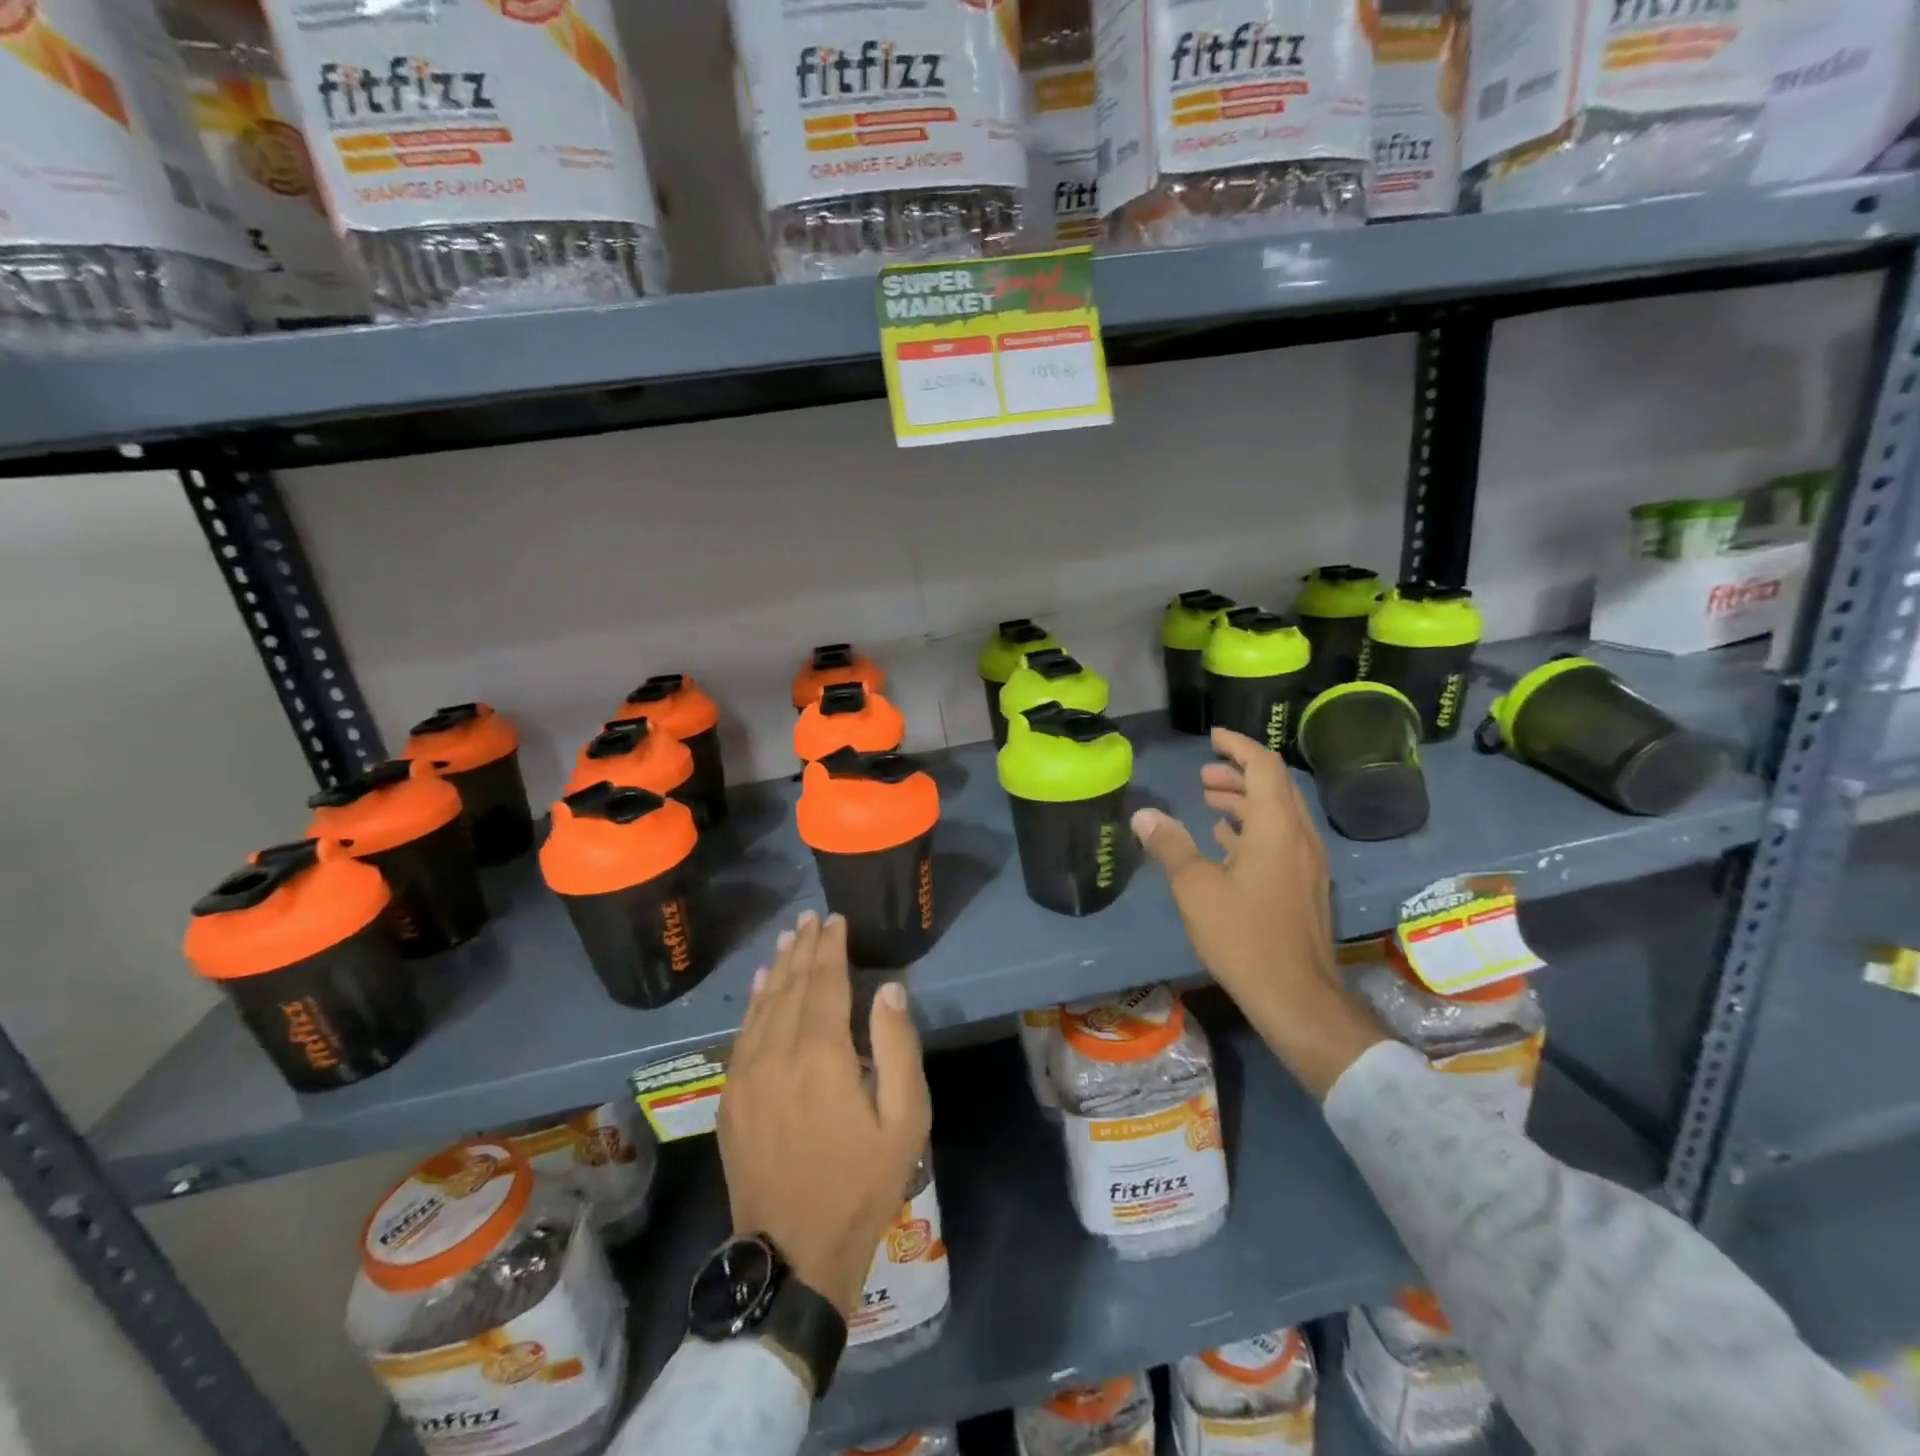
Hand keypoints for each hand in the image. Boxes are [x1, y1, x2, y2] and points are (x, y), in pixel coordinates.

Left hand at [719, 910, 931, 1317]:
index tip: (836, 920)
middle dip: (803, 948)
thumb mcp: (904, 1119)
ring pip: (761, 1005)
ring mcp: (745, 1076)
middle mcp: (777, 1054)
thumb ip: (897, 1047)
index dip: (831, 948)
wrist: (793, 1255)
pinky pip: (741, 1034)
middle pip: (790, 986)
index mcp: (822, 1056)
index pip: (825, 983)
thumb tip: (890, 989)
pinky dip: (753, 1002)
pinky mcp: (729, 1098)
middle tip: (811, 918)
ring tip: (788, 938)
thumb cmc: (861, 1184)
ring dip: (776, 967)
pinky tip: (759, 985)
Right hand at [1132, 727, 1386, 1098]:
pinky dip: (1253, 829)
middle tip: (1203, 777)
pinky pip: (1280, 840)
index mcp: (1276, 827)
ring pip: (1278, 815)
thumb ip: (1170, 845)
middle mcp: (1299, 837)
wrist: (1296, 996)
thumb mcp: (1195, 888)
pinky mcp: (1304, 886)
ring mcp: (1306, 864)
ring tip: (1209, 804)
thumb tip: (1144, 815)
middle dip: (1238, 775)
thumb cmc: (1243, 936)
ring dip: (1245, 803)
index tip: (1213, 737)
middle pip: (1274, 788)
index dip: (1238, 746)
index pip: (1263, 767)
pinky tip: (1227, 843)